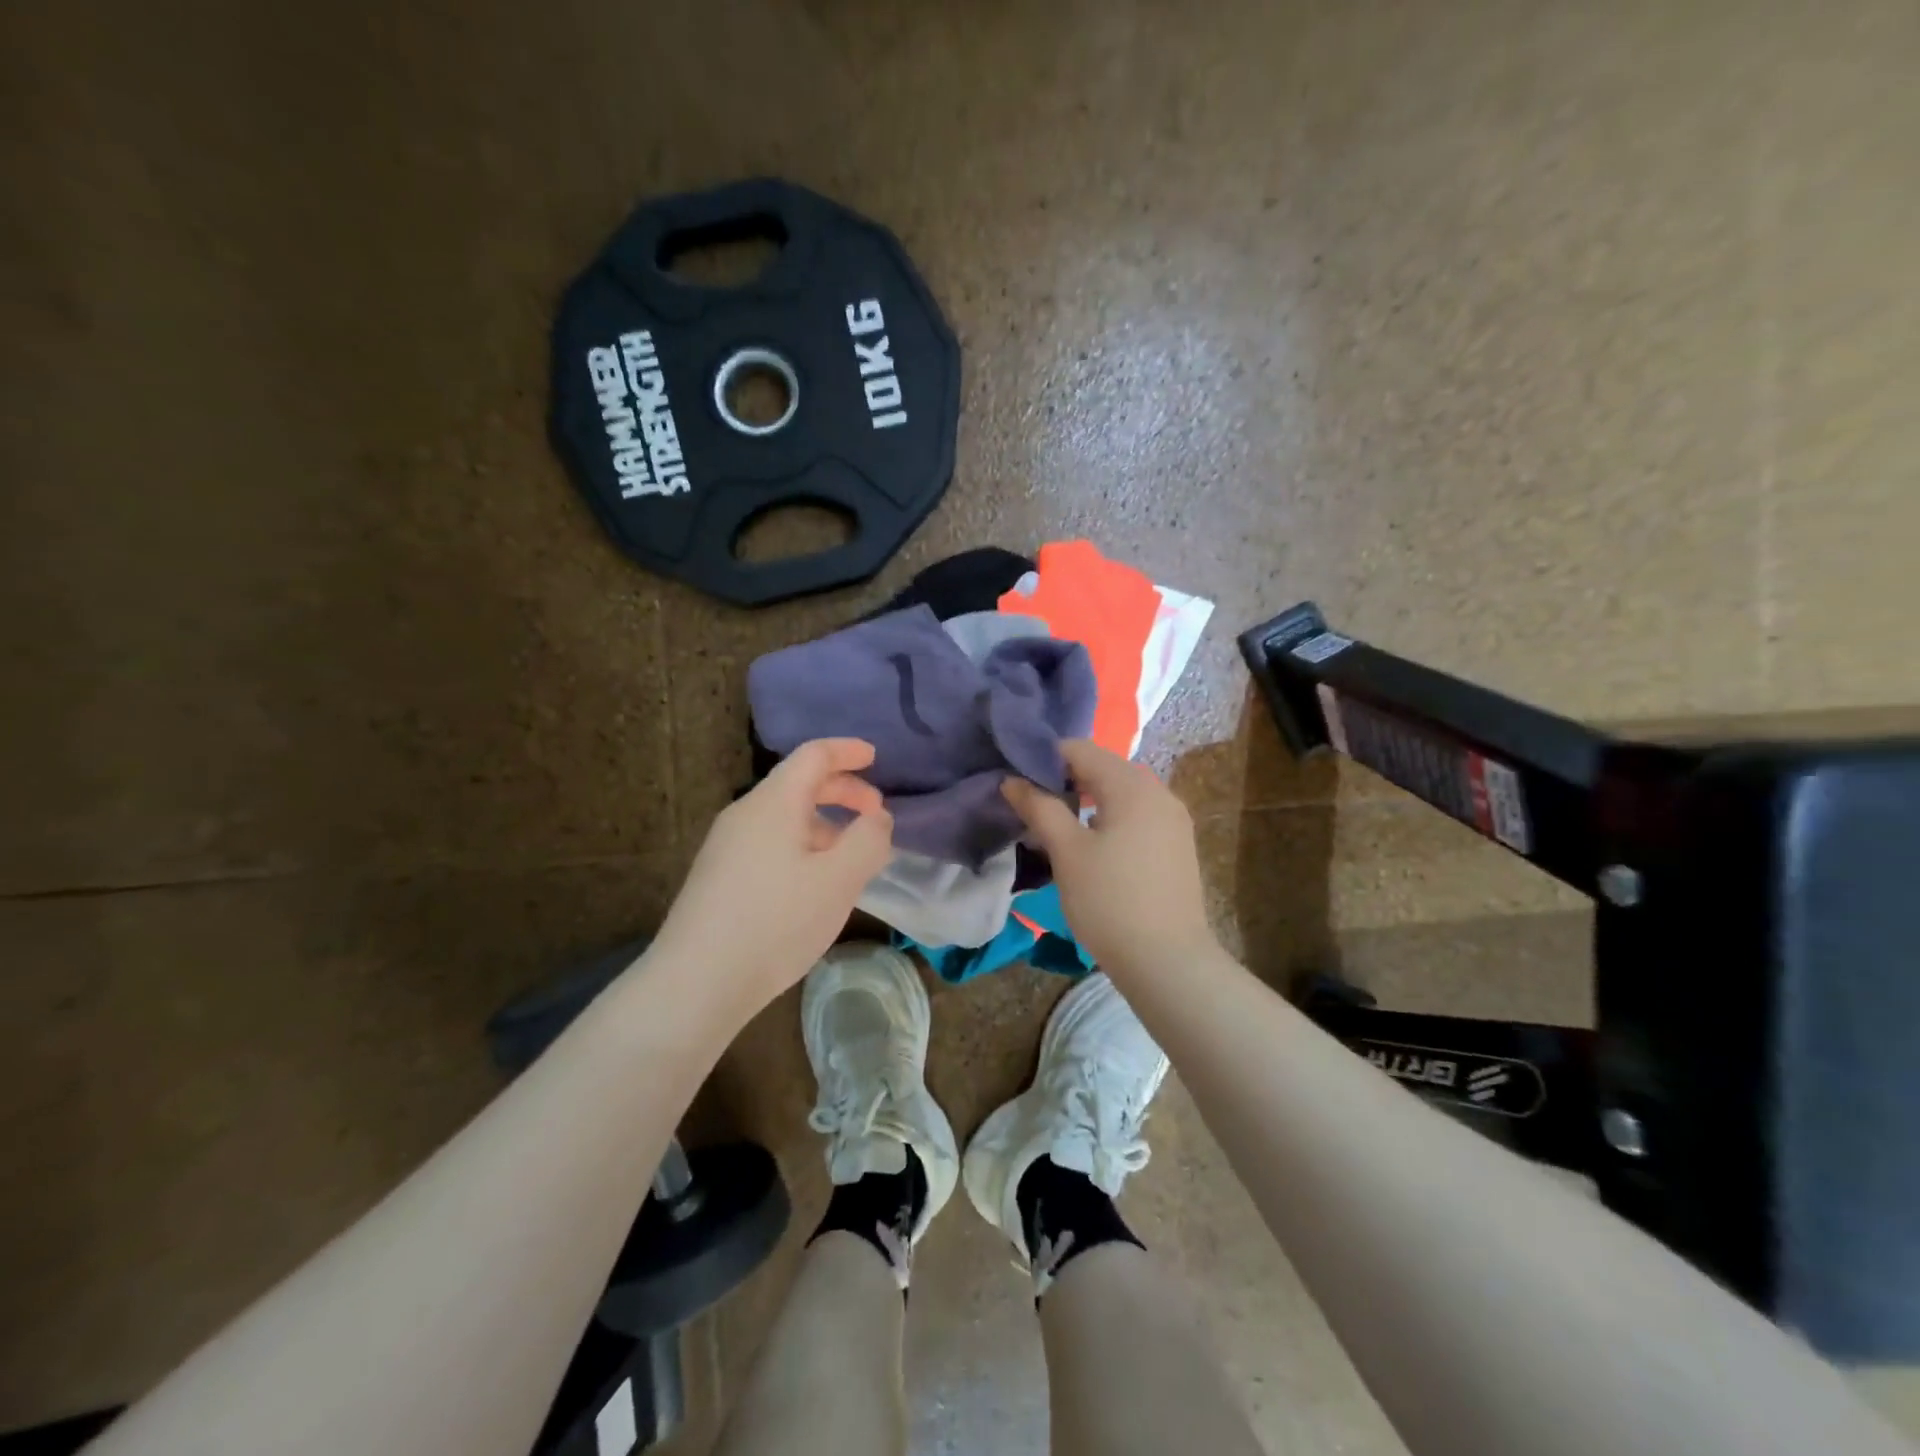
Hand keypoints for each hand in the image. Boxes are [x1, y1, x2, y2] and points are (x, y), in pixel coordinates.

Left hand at [654, 739, 892, 1012]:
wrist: (696, 982)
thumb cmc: (776, 921)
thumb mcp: (839, 880)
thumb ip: (869, 840)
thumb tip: (878, 818)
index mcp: (773, 803)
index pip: (814, 755)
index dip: (847, 751)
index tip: (875, 757)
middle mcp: (745, 814)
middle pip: (798, 784)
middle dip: (842, 792)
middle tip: (875, 815)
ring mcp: (726, 846)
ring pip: (784, 818)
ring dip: (824, 825)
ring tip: (851, 859)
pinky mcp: (718, 877)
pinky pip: (770, 843)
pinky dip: (803, 846)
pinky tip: (814, 885)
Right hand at [1003, 739, 1215, 974]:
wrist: (1167, 961)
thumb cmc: (1110, 901)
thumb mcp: (1067, 851)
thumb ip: (1039, 808)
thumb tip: (1011, 780)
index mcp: (1132, 785)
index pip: (1081, 750)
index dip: (1044, 758)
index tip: (1017, 780)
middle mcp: (1159, 792)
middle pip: (1103, 768)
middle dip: (1065, 778)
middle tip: (1031, 803)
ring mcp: (1173, 819)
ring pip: (1121, 792)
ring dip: (1086, 799)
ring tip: (1055, 824)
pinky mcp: (1177, 844)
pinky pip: (1136, 814)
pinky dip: (1109, 817)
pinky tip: (1091, 844)